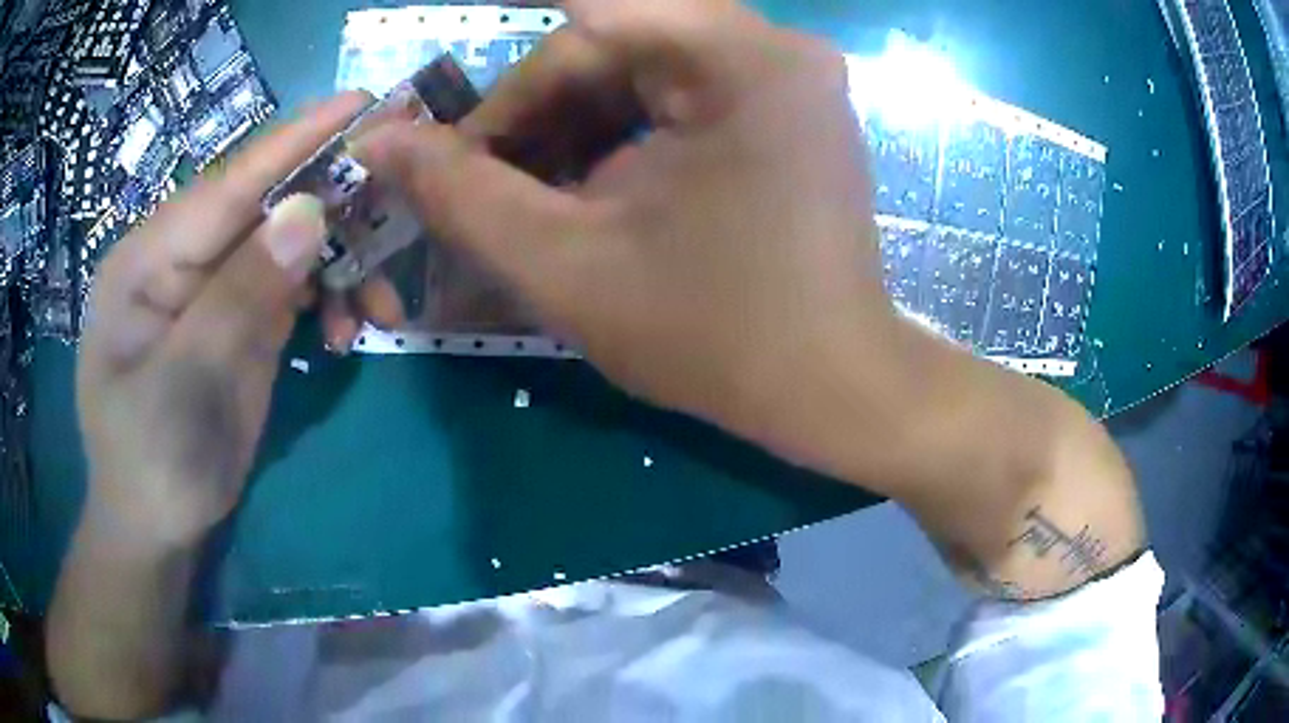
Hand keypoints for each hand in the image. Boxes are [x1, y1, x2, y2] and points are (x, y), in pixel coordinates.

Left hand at [76, 93, 380, 544]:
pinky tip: (345, 333)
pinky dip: (328, 300)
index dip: (296, 141)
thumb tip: (309, 212)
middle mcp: (182, 257)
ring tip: (378, 310)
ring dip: (341, 267)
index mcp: (149, 258)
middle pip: (266, 207)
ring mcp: (212, 287)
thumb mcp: (189, 384)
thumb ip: (240, 295)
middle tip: (401, 211)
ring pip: (289, 246)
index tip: (360, 103)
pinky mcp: (237, 318)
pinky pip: (292, 286)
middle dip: (335, 211)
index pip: (230, 183)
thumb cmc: (152, 461)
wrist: (156, 528)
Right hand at [357, 0, 910, 459]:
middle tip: (481, 180)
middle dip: (535, 109)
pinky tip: (592, 188)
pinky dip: (622, 131)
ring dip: (572, 124)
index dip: (510, 71)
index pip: (588, 13)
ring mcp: (787, 76)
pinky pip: (680, 92)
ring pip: (642, 67)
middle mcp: (774, 47)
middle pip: (613, 43)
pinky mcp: (787, 109)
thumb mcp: (568, 266)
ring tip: (531, 194)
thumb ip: (461, 194)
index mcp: (740, 58)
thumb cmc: (716, 338)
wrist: (833, 388)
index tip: (456, 123)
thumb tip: (379, 140)